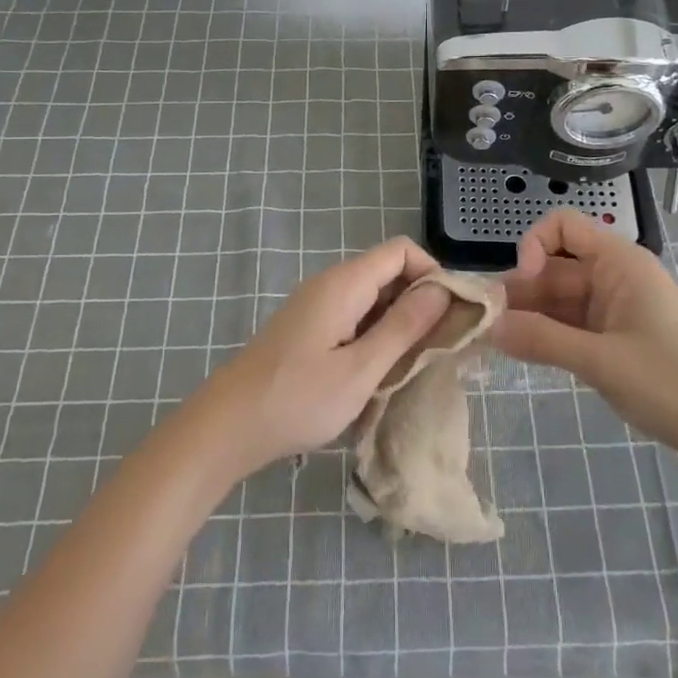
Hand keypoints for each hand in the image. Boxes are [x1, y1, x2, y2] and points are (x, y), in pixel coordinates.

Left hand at [191, 237, 456, 477]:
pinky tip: (380, 370)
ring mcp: (317, 306)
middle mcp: (331, 284)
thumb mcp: (361, 369)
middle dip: (420, 301)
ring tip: (414, 363)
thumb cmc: (298, 400)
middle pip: (388, 272)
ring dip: (399, 322)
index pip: (401, 251)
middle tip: (440, 346)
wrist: (227, 427)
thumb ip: (404, 327)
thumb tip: (442, 289)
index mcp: (344, 283)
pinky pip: (355, 316)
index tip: (451, 314)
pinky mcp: (309, 328)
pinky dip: (376, 334)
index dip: (432, 273)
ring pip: (373, 297)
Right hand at [496, 209, 677, 475]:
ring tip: (491, 341)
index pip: (562, 227)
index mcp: (619, 263)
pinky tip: (519, 352)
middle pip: (553, 267)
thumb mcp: (603, 362)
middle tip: (482, 323)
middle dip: (518, 290)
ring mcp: (613, 310)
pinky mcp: (614, 339)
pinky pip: (569, 325)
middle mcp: (613, 277)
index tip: (520, 284)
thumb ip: (542, 341)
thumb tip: (486, 326)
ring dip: (527, 315)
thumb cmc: (675, 384)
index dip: (532, 245)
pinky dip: (545, 335)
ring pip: (557, 299)